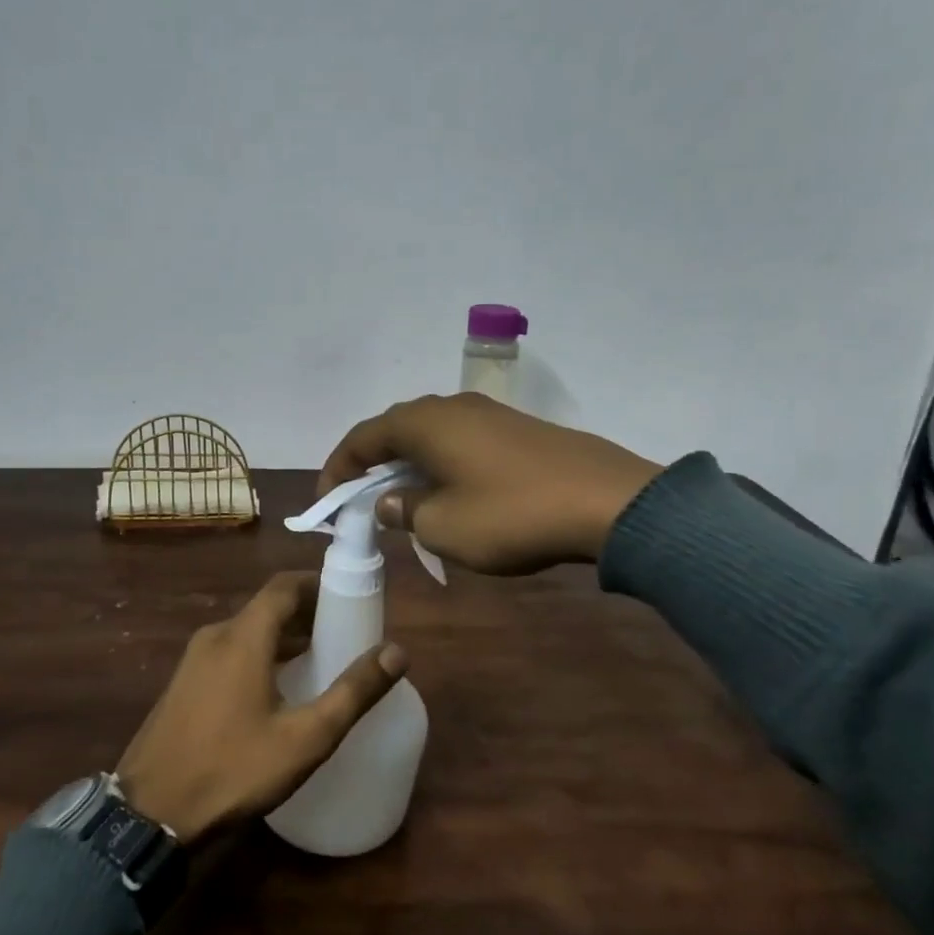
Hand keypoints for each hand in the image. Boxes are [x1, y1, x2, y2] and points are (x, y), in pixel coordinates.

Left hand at [117, 572, 406, 843]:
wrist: (148, 815)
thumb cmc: (233, 769)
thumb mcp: (305, 737)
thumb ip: (353, 692)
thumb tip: (397, 651)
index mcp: (243, 637)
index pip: (284, 586)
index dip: (318, 584)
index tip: (350, 597)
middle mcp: (215, 636)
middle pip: (267, 607)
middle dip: (307, 613)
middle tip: (344, 633)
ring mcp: (193, 660)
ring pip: (247, 631)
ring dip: (283, 636)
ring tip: (319, 659)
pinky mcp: (183, 684)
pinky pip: (229, 652)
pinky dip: (259, 654)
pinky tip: (277, 689)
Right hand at [319, 393, 663, 574]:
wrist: (606, 502)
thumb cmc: (510, 514)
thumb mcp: (443, 526)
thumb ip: (406, 511)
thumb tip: (390, 500)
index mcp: (423, 423)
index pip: (362, 437)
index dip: (337, 468)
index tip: (327, 502)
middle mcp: (451, 408)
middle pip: (394, 431)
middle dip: (371, 466)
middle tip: (360, 502)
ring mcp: (488, 415)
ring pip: (430, 437)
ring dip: (408, 467)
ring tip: (403, 502)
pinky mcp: (517, 430)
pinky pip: (460, 443)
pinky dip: (441, 466)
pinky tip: (451, 495)